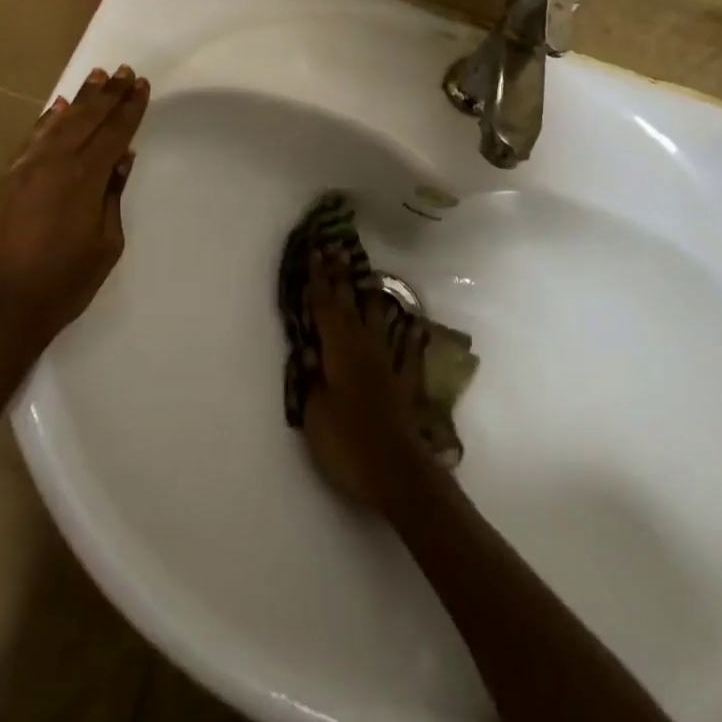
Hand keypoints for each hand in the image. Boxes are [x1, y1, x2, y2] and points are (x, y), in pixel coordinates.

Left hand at [0, 64, 149, 354]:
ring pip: (56, 123)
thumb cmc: (63, 284)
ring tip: (96, 78)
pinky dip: (45, 121)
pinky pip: (30, 140)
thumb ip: (112, 196)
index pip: (113, 134)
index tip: (141, 85)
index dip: (130, 109)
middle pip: (86, 120)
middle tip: (123, 71)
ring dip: (78, 100)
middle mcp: (53, 164)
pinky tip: (55, 109)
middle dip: (108, 95)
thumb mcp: (105, 245)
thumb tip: (121, 159)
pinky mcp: (3, 181)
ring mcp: (23, 169)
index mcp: (84, 180)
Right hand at [301, 249, 433, 511]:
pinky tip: (412, 324)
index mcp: (338, 351)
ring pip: (379, 320)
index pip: (325, 307)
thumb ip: (311, 380)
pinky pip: (407, 351)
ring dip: (372, 297)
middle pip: (351, 304)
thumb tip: (309, 354)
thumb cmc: (347, 443)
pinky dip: (408, 335)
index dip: (318, 280)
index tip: (314, 252)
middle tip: (337, 249)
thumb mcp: (315, 413)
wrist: (398, 473)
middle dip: (342, 277)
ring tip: (371, 277)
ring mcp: (388, 364)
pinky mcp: (404, 384)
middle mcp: (364, 348)